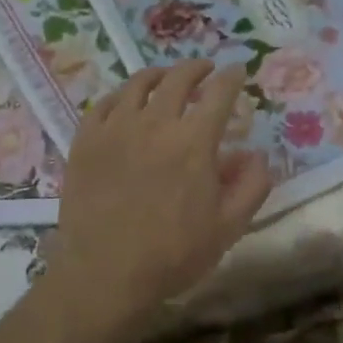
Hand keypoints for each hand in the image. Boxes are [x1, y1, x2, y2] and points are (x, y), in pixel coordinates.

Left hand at [44, 61, 271, 342]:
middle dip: (196, 68)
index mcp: (193, 141)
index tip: (237, 70)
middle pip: (178, 78)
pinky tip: (124, 101)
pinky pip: (103, 103)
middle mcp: (155, 123)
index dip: (232, 77)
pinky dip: (120, 95)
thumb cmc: (172, 254)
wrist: (104, 274)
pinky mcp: (85, 140)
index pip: (219, 93)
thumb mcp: (228, 227)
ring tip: (165, 77)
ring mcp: (115, 128)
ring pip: (138, 84)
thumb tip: (257, 153)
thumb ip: (251, 186)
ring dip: (159, 75)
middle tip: (205, 69)